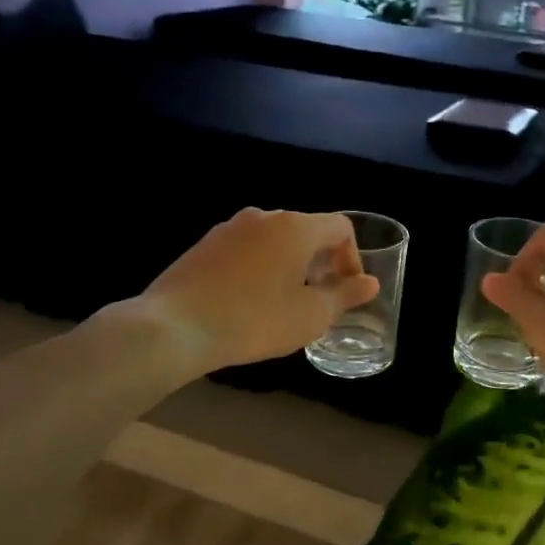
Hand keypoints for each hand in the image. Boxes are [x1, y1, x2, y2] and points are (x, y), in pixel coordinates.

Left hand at [139, 208, 378, 372]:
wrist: (174, 327)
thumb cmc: (254, 320)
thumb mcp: (310, 316)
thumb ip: (345, 296)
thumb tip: (370, 283)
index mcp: (295, 227)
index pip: (340, 227)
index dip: (352, 257)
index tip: (347, 290)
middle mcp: (263, 217)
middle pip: (307, 230)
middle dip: (322, 261)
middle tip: (320, 298)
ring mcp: (229, 228)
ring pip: (275, 239)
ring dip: (290, 264)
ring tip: (285, 301)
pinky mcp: (204, 245)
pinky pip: (247, 249)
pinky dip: (261, 267)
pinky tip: (250, 301)